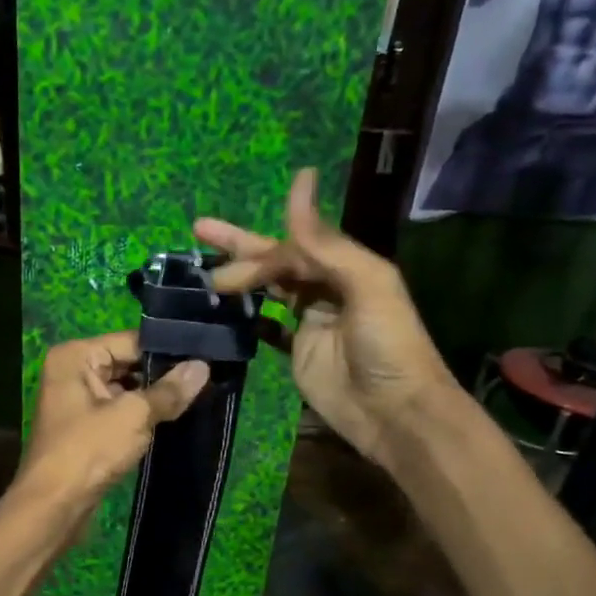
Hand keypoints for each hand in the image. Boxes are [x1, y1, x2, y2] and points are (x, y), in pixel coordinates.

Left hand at [15, 331, 210, 510]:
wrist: (54, 508)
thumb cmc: (88, 451)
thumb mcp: (134, 416)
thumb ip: (169, 390)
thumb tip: (203, 366)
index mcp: (76, 356)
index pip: (131, 341)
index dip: (167, 351)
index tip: (206, 358)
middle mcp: (73, 371)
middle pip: (128, 363)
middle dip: (162, 376)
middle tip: (207, 380)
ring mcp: (77, 401)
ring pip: (126, 390)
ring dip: (154, 399)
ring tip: (197, 399)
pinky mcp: (85, 428)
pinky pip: (120, 412)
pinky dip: (142, 417)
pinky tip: (172, 420)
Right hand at [195, 169, 453, 466]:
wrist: (395, 412)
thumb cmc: (388, 345)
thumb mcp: (366, 283)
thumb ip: (325, 242)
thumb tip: (301, 182)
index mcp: (347, 267)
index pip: (294, 245)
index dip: (259, 238)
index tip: (222, 223)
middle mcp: (327, 288)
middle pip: (278, 260)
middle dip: (240, 247)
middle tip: (200, 232)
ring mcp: (311, 321)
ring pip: (270, 289)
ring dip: (240, 279)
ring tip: (206, 278)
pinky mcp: (299, 352)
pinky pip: (269, 327)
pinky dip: (250, 317)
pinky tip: (225, 311)